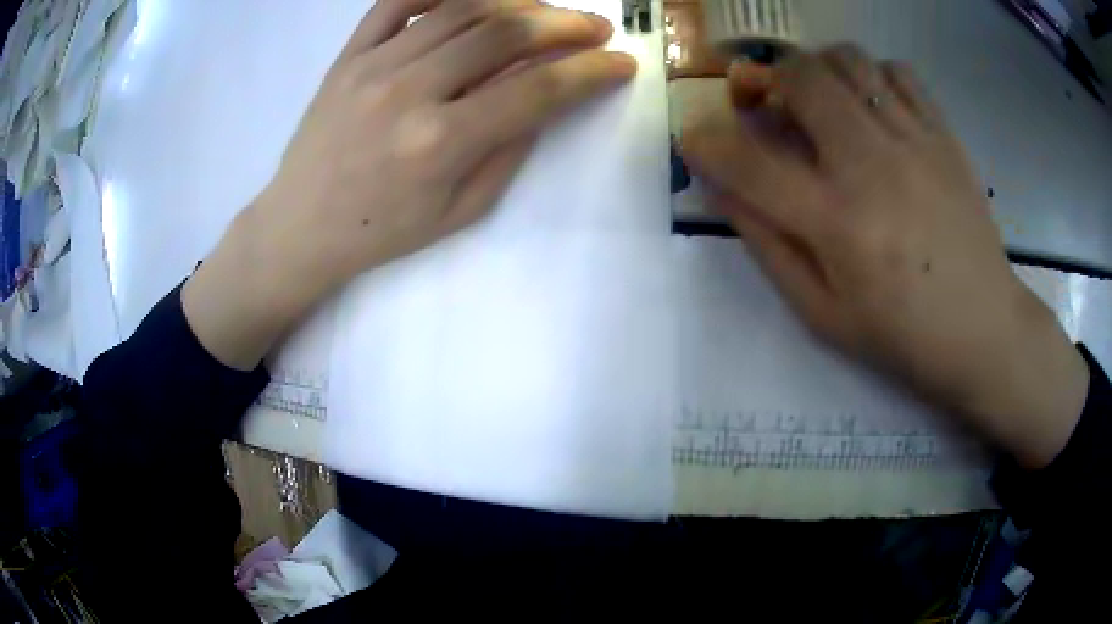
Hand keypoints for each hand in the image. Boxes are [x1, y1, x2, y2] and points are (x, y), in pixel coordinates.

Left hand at [184, 0, 635, 369]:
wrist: (301, 226)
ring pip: (461, 8)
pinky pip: (398, 1)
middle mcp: (409, 92)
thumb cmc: (381, 230)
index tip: (622, 64)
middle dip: (565, 24)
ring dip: (518, 2)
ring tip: (546, 12)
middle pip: (504, 33)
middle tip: (596, 27)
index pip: (537, 89)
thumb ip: (509, 148)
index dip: (590, 72)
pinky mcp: (349, 55)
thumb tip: (549, 96)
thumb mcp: (460, 211)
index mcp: (440, 143)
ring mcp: (374, 65)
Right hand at [681, 46, 1088, 468]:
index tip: (693, 137)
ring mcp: (915, 143)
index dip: (706, 142)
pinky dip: (873, 76)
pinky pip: (898, 72)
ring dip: (818, 70)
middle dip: (767, 80)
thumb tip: (724, 190)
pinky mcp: (944, 136)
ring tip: (821, 100)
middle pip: (802, 77)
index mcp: (838, 224)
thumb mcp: (823, 313)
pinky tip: (873, 107)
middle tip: (767, 104)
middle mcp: (873, 167)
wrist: (984, 330)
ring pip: (849, 61)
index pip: (749, 163)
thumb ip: (769, 246)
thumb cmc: (902, 336)